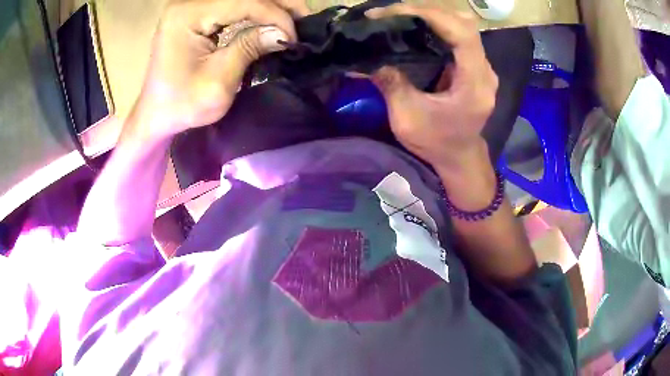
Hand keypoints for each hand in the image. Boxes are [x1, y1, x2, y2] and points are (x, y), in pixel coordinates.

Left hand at [133, 0, 310, 138]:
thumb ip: (249, 49)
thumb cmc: (181, 105)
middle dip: (279, 3)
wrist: (156, 115)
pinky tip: (272, 19)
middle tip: (305, 18)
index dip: (275, 16)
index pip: (244, 2)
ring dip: (271, 5)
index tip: (293, 38)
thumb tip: (283, 33)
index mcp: (187, 15)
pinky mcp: (197, 14)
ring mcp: (192, 6)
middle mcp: (188, 3)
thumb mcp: (218, 81)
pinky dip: (256, 10)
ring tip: (294, 18)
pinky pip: (233, 5)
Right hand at [366, 5, 497, 172]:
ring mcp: (482, 67)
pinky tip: (416, 27)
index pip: (461, 33)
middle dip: (426, 11)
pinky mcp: (475, 67)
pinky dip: (437, 26)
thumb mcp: (408, 118)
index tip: (393, 12)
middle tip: (392, 13)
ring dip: (431, 16)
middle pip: (463, 23)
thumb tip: (366, 57)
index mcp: (474, 83)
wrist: (459, 158)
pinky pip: (459, 36)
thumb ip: (390, 84)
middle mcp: (484, 70)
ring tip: (400, 16)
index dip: (429, 14)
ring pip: (462, 26)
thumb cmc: (437, 143)